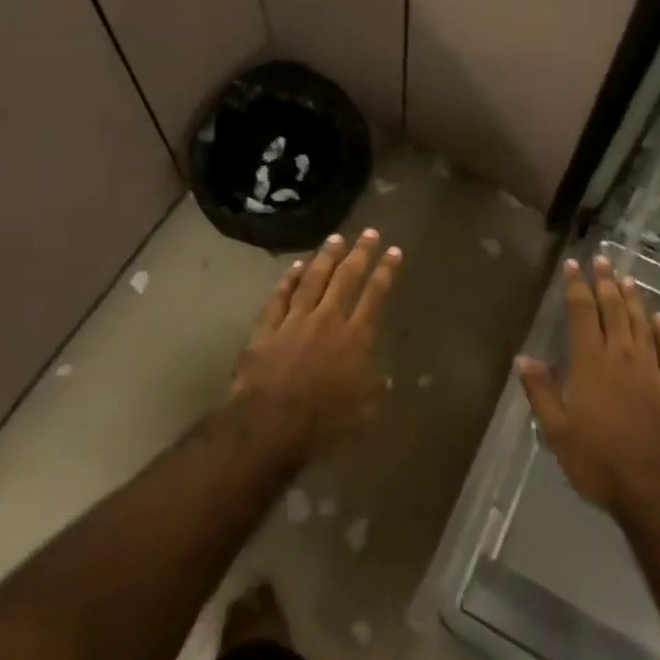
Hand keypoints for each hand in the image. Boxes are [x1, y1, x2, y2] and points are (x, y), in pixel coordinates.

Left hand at [230, 229, 400, 468]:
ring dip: (325, 257)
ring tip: (335, 239)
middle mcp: (328, 319)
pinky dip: (288, 279)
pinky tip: (296, 266)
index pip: (375, 295)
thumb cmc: (322, 424)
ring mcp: (295, 320)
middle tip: (368, 232)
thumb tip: (385, 378)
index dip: (385, 271)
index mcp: (355, 338)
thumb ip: (374, 391)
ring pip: (313, 279)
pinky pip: (279, 296)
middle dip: (359, 253)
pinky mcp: (266, 327)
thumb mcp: (361, 414)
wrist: (269, 426)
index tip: (393, 251)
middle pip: (346, 277)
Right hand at [518, 256, 659, 515]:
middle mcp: (622, 356)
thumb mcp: (558, 431)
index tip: (573, 265)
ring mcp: (651, 370)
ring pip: (642, 324)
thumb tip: (522, 358)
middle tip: (602, 260)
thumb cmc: (599, 460)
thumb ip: (541, 391)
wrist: (656, 487)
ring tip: (627, 278)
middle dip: (605, 283)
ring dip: (633, 299)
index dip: (577, 287)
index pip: (582, 314)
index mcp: (590, 363)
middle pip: (614, 310)